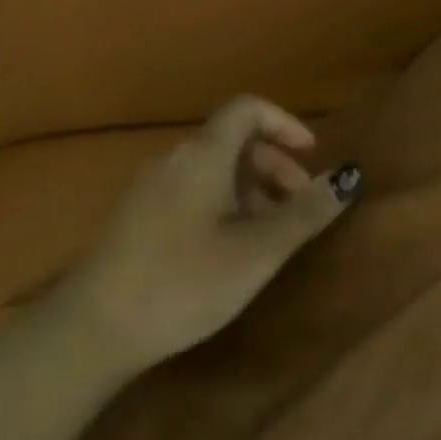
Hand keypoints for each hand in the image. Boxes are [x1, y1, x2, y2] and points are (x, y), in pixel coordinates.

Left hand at [57, 96, 359, 373]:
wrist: (91, 331)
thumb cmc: (184, 281)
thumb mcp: (257, 251)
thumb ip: (305, 212)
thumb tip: (349, 175)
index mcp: (204, 154)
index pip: (247, 108)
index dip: (285, 123)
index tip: (311, 156)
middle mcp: (175, 159)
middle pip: (234, 141)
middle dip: (275, 165)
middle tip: (299, 206)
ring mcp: (151, 187)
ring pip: (214, 169)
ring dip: (251, 189)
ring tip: (268, 235)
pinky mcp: (137, 216)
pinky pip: (192, 190)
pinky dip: (223, 203)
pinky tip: (227, 249)